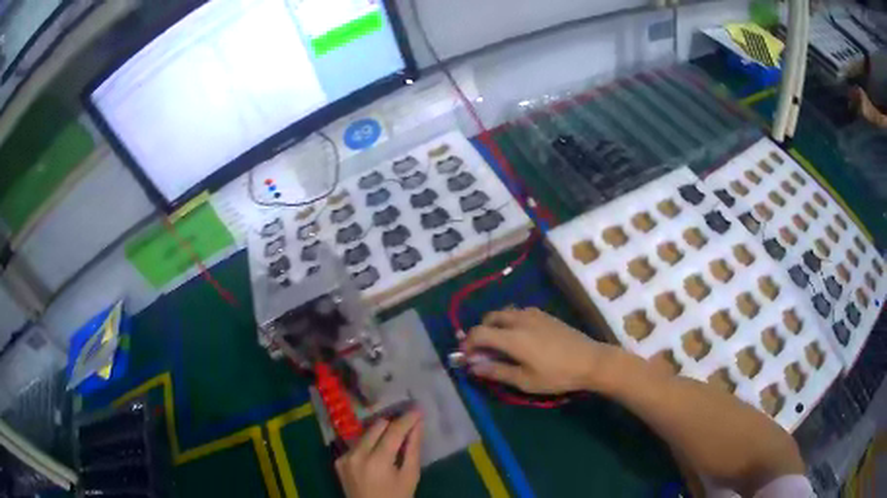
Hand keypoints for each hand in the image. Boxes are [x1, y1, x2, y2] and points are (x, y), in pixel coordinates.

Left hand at [335, 410, 422, 497]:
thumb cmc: (396, 497)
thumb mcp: (410, 477)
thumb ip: (413, 450)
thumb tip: (418, 425)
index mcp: (377, 461)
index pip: (393, 431)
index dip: (407, 419)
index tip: (418, 410)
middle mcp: (357, 454)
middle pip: (377, 426)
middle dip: (393, 423)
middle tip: (407, 422)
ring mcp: (345, 457)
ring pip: (366, 433)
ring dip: (381, 433)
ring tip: (394, 438)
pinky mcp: (339, 460)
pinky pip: (357, 445)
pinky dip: (369, 445)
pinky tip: (378, 452)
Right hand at [462, 307, 614, 393]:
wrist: (591, 360)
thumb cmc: (557, 375)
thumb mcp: (525, 380)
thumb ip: (497, 371)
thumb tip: (473, 367)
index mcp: (512, 337)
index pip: (478, 332)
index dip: (468, 344)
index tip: (467, 358)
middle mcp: (519, 319)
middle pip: (489, 318)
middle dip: (480, 333)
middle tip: (483, 352)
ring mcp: (533, 314)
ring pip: (504, 313)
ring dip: (495, 326)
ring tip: (500, 346)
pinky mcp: (544, 315)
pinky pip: (518, 313)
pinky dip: (509, 323)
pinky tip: (519, 339)